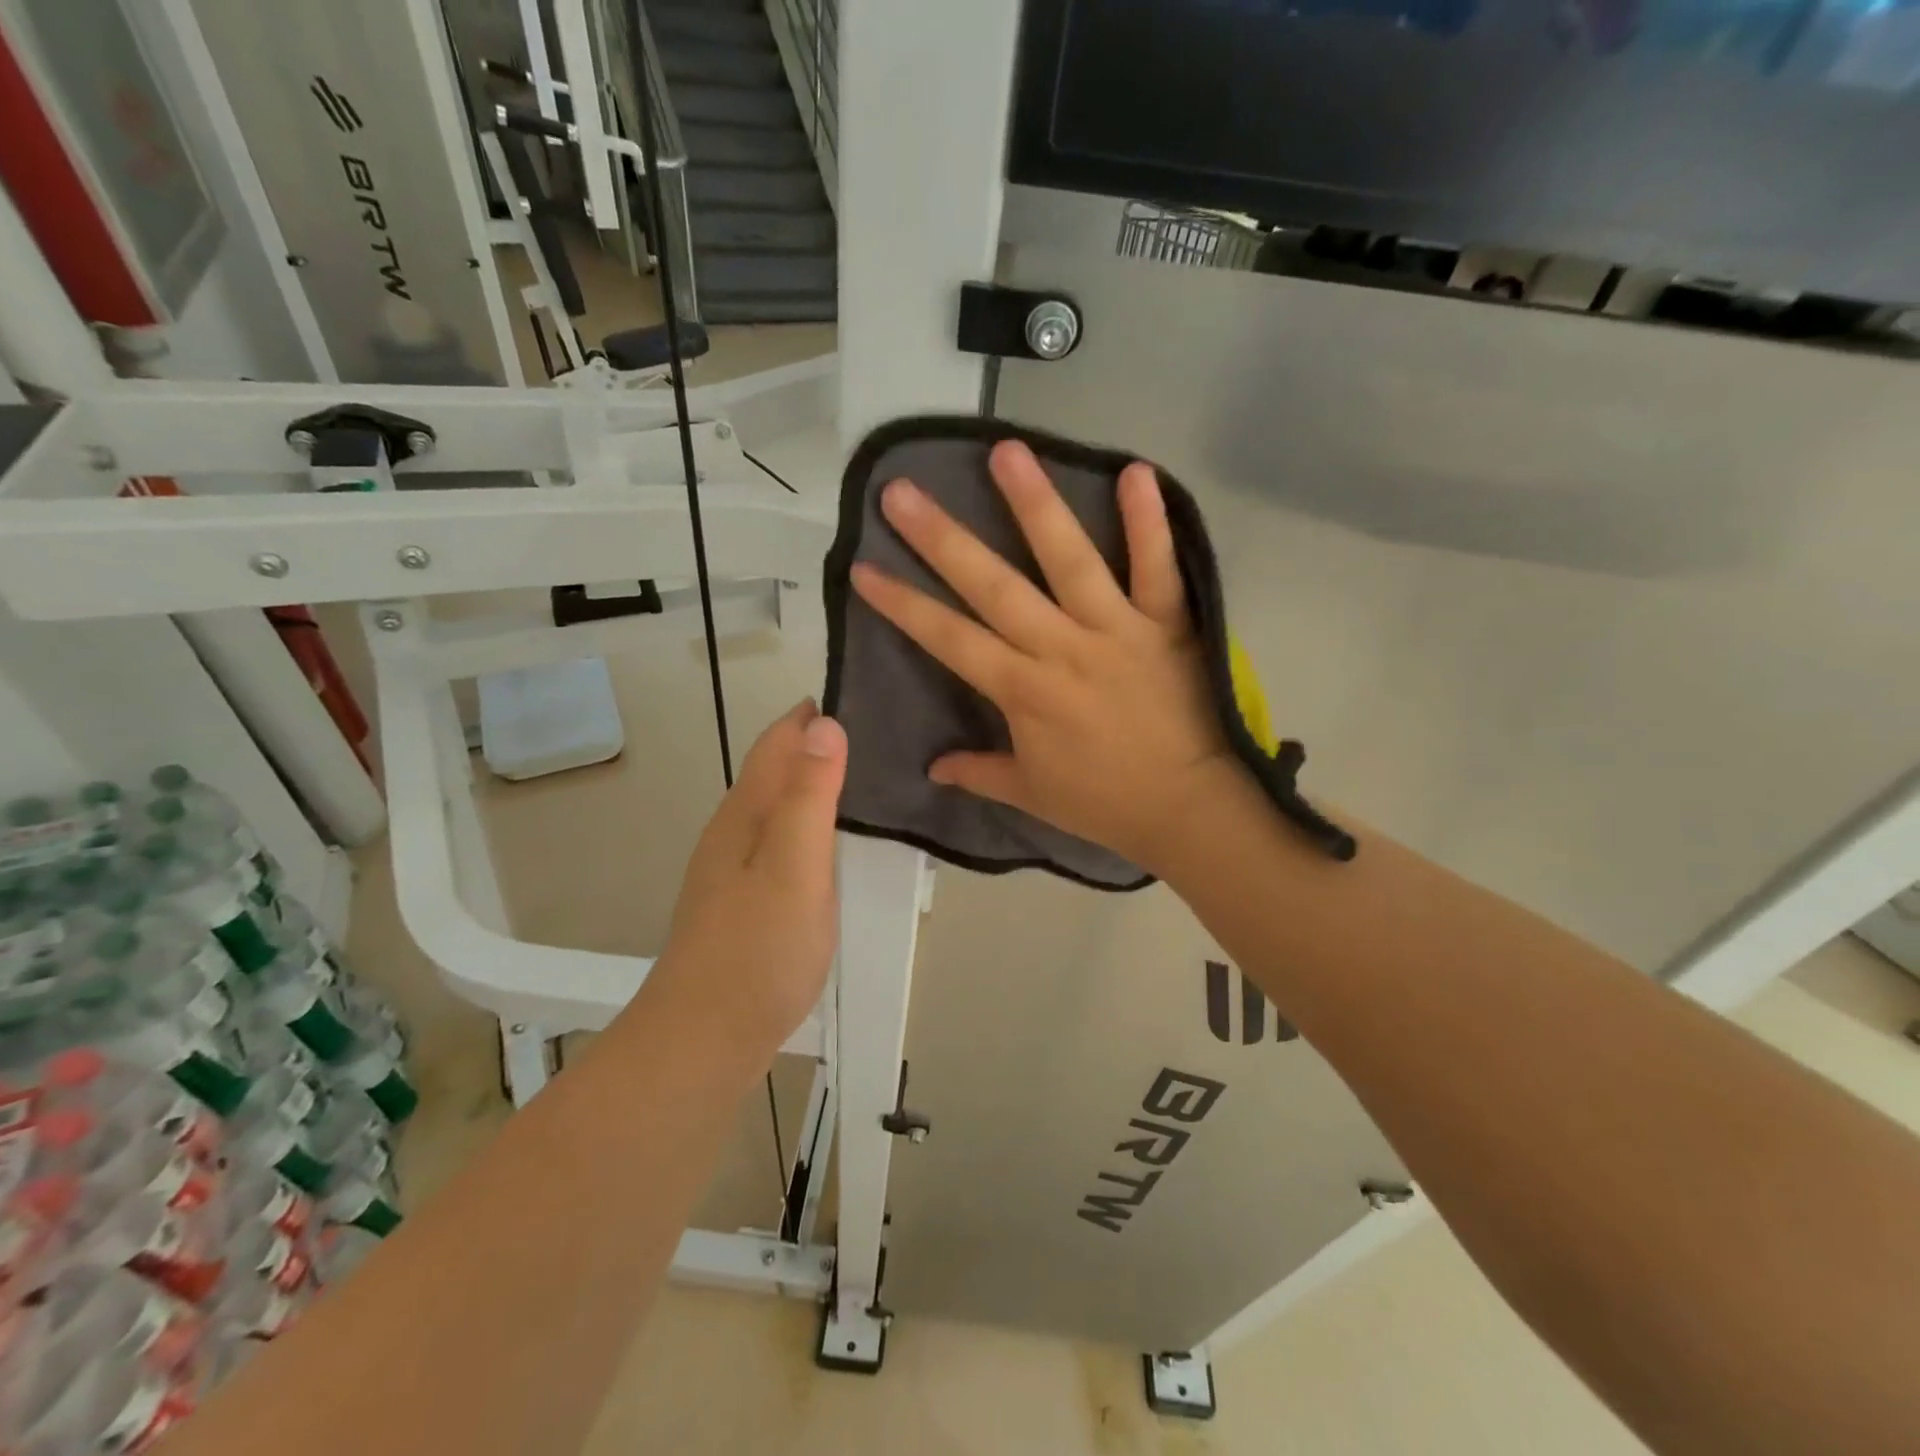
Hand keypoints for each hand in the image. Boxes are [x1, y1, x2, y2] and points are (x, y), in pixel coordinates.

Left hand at [651, 700, 846, 1058]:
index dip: (811, 715)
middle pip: (776, 770)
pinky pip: (782, 842)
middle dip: (817, 744)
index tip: (860, 692)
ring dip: (814, 784)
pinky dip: (810, 825)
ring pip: (779, 807)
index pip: (778, 742)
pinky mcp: (745, 901)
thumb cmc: (757, 950)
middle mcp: (736, 831)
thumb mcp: (794, 866)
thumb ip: (811, 796)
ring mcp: (736, 869)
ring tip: (867, 779)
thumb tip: (824, 725)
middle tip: (879, 734)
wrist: (704, 1039)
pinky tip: (834, 844)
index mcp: (746, 813)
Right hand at [850, 439, 1236, 872]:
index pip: (949, 638)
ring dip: (1035, 504)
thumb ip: (979, 772)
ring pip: (1069, 560)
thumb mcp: (1031, 795)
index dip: (903, 604)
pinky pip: (1157, 567)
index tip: (863, 568)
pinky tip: (1136, 470)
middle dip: (942, 539)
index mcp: (1022, 691)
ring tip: (1005, 451)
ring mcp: (1115, 629)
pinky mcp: (1166, 623)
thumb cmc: (1104, 803)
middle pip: (993, 586)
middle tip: (901, 492)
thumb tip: (933, 767)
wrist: (1188, 809)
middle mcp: (1060, 648)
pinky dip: (1149, 522)